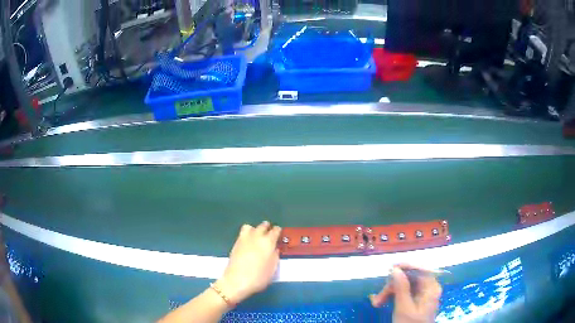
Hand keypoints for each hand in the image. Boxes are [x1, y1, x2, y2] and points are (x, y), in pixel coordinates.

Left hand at [216, 221, 280, 303]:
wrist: (237, 281)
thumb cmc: (259, 277)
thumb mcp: (272, 269)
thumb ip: (275, 256)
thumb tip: (274, 249)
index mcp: (268, 242)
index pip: (275, 231)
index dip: (278, 231)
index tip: (279, 232)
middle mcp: (256, 237)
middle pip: (262, 226)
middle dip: (266, 227)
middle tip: (269, 232)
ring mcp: (244, 239)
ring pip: (250, 227)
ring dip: (255, 229)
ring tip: (257, 235)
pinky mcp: (235, 244)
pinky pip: (242, 233)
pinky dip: (247, 234)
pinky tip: (249, 242)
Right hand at [370, 265, 442, 322]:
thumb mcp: (403, 308)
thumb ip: (401, 288)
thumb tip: (396, 269)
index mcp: (431, 288)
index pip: (421, 269)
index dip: (406, 266)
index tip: (391, 268)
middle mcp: (429, 288)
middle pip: (411, 278)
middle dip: (393, 285)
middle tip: (377, 297)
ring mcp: (423, 295)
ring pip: (406, 285)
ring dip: (390, 292)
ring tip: (377, 303)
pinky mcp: (417, 301)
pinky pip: (405, 292)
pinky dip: (393, 296)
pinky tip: (382, 302)